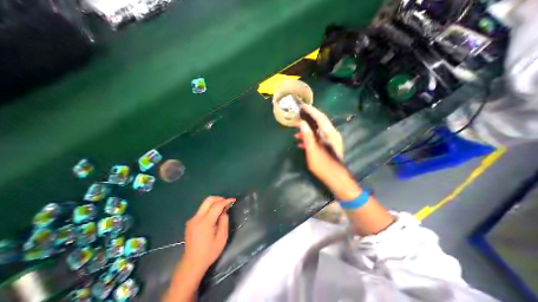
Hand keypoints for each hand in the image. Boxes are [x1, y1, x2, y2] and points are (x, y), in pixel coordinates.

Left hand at [182, 196, 234, 272]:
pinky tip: (214, 215)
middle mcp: (197, 218)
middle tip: (227, 202)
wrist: (191, 264)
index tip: (233, 200)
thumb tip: (224, 212)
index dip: (226, 201)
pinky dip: (209, 208)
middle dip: (219, 198)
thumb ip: (224, 222)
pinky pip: (201, 210)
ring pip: (204, 204)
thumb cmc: (209, 252)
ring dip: (214, 203)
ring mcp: (192, 220)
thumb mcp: (222, 238)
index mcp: (205, 222)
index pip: (217, 206)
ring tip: (222, 208)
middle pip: (208, 200)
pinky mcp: (190, 222)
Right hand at [293, 105, 360, 201]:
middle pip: (319, 123)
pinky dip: (310, 139)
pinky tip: (301, 143)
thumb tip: (301, 123)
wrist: (337, 179)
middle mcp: (332, 134)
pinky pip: (318, 138)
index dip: (311, 111)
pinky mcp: (329, 146)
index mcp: (329, 134)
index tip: (302, 106)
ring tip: (296, 134)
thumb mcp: (312, 151)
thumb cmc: (324, 166)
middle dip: (308, 120)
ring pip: (318, 131)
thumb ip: (307, 136)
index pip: (320, 117)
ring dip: (307, 131)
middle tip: (297, 118)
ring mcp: (331, 140)